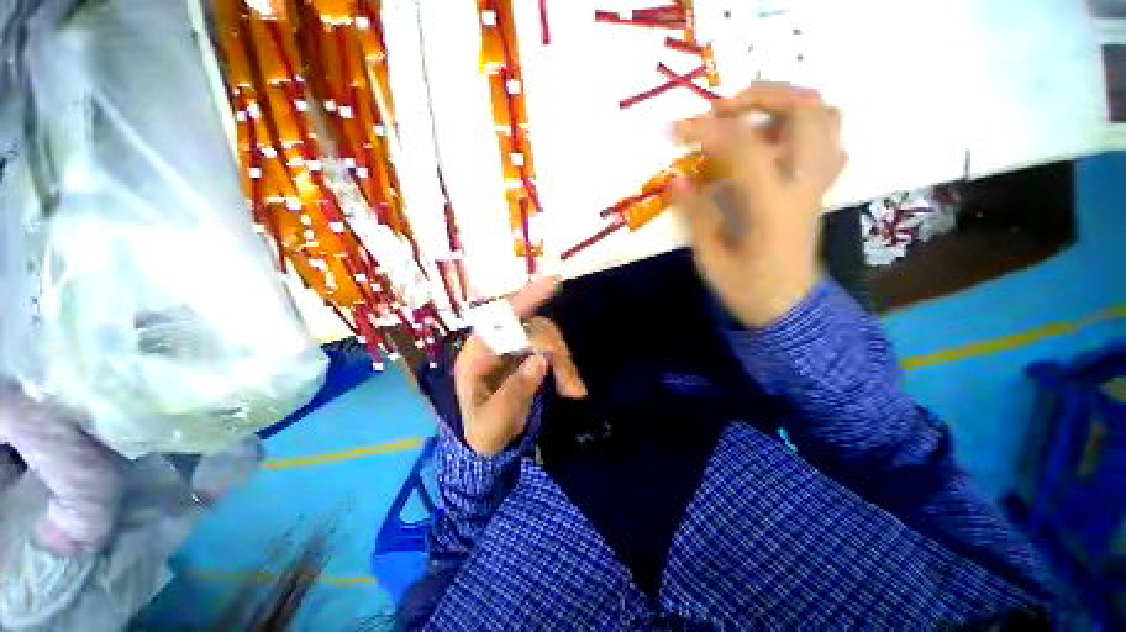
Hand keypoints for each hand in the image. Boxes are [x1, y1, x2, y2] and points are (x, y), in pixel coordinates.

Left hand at [454, 278, 586, 456]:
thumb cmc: (481, 432)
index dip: (525, 299)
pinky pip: (552, 350)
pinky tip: (573, 388)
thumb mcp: (492, 424)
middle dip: (556, 351)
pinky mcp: (528, 355)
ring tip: (574, 391)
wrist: (486, 442)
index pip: (499, 319)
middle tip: (572, 386)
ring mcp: (514, 347)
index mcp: (477, 354)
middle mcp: (496, 343)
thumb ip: (513, 394)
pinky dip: (566, 366)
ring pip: (547, 338)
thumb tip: (541, 361)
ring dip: (565, 361)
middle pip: (532, 328)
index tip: (552, 283)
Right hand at [672, 83, 846, 326]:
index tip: (677, 129)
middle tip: (723, 108)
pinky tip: (773, 141)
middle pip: (807, 112)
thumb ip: (696, 215)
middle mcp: (804, 185)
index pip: (744, 147)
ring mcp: (818, 184)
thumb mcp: (711, 258)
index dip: (708, 131)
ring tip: (750, 115)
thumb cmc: (746, 288)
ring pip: (826, 117)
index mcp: (772, 207)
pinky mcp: (818, 189)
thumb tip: (676, 179)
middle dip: (763, 95)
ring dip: (787, 104)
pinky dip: (802, 126)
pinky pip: (827, 140)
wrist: (788, 306)